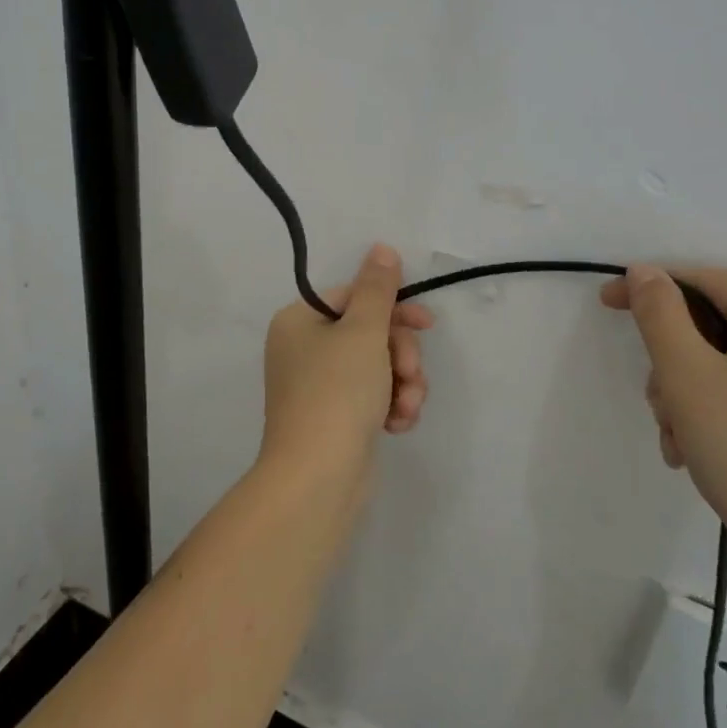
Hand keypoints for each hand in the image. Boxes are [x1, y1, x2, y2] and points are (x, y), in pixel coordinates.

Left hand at [260, 244, 434, 486]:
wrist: (318, 478)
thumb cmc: (337, 392)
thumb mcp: (363, 331)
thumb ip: (378, 289)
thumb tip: (382, 248)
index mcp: (299, 322)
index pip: (354, 298)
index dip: (394, 309)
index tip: (427, 324)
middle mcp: (303, 350)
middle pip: (369, 333)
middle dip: (401, 355)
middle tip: (411, 374)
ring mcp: (319, 388)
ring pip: (378, 367)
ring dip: (403, 383)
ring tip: (406, 406)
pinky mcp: (335, 420)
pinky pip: (372, 398)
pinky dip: (391, 406)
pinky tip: (399, 424)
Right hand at [600, 264, 726, 599]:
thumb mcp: (688, 376)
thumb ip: (660, 314)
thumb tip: (645, 271)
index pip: (705, 279)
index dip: (651, 288)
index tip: (604, 305)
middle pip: (715, 324)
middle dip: (672, 359)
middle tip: (656, 401)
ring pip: (726, 363)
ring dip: (687, 393)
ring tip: (678, 440)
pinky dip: (713, 413)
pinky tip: (697, 453)